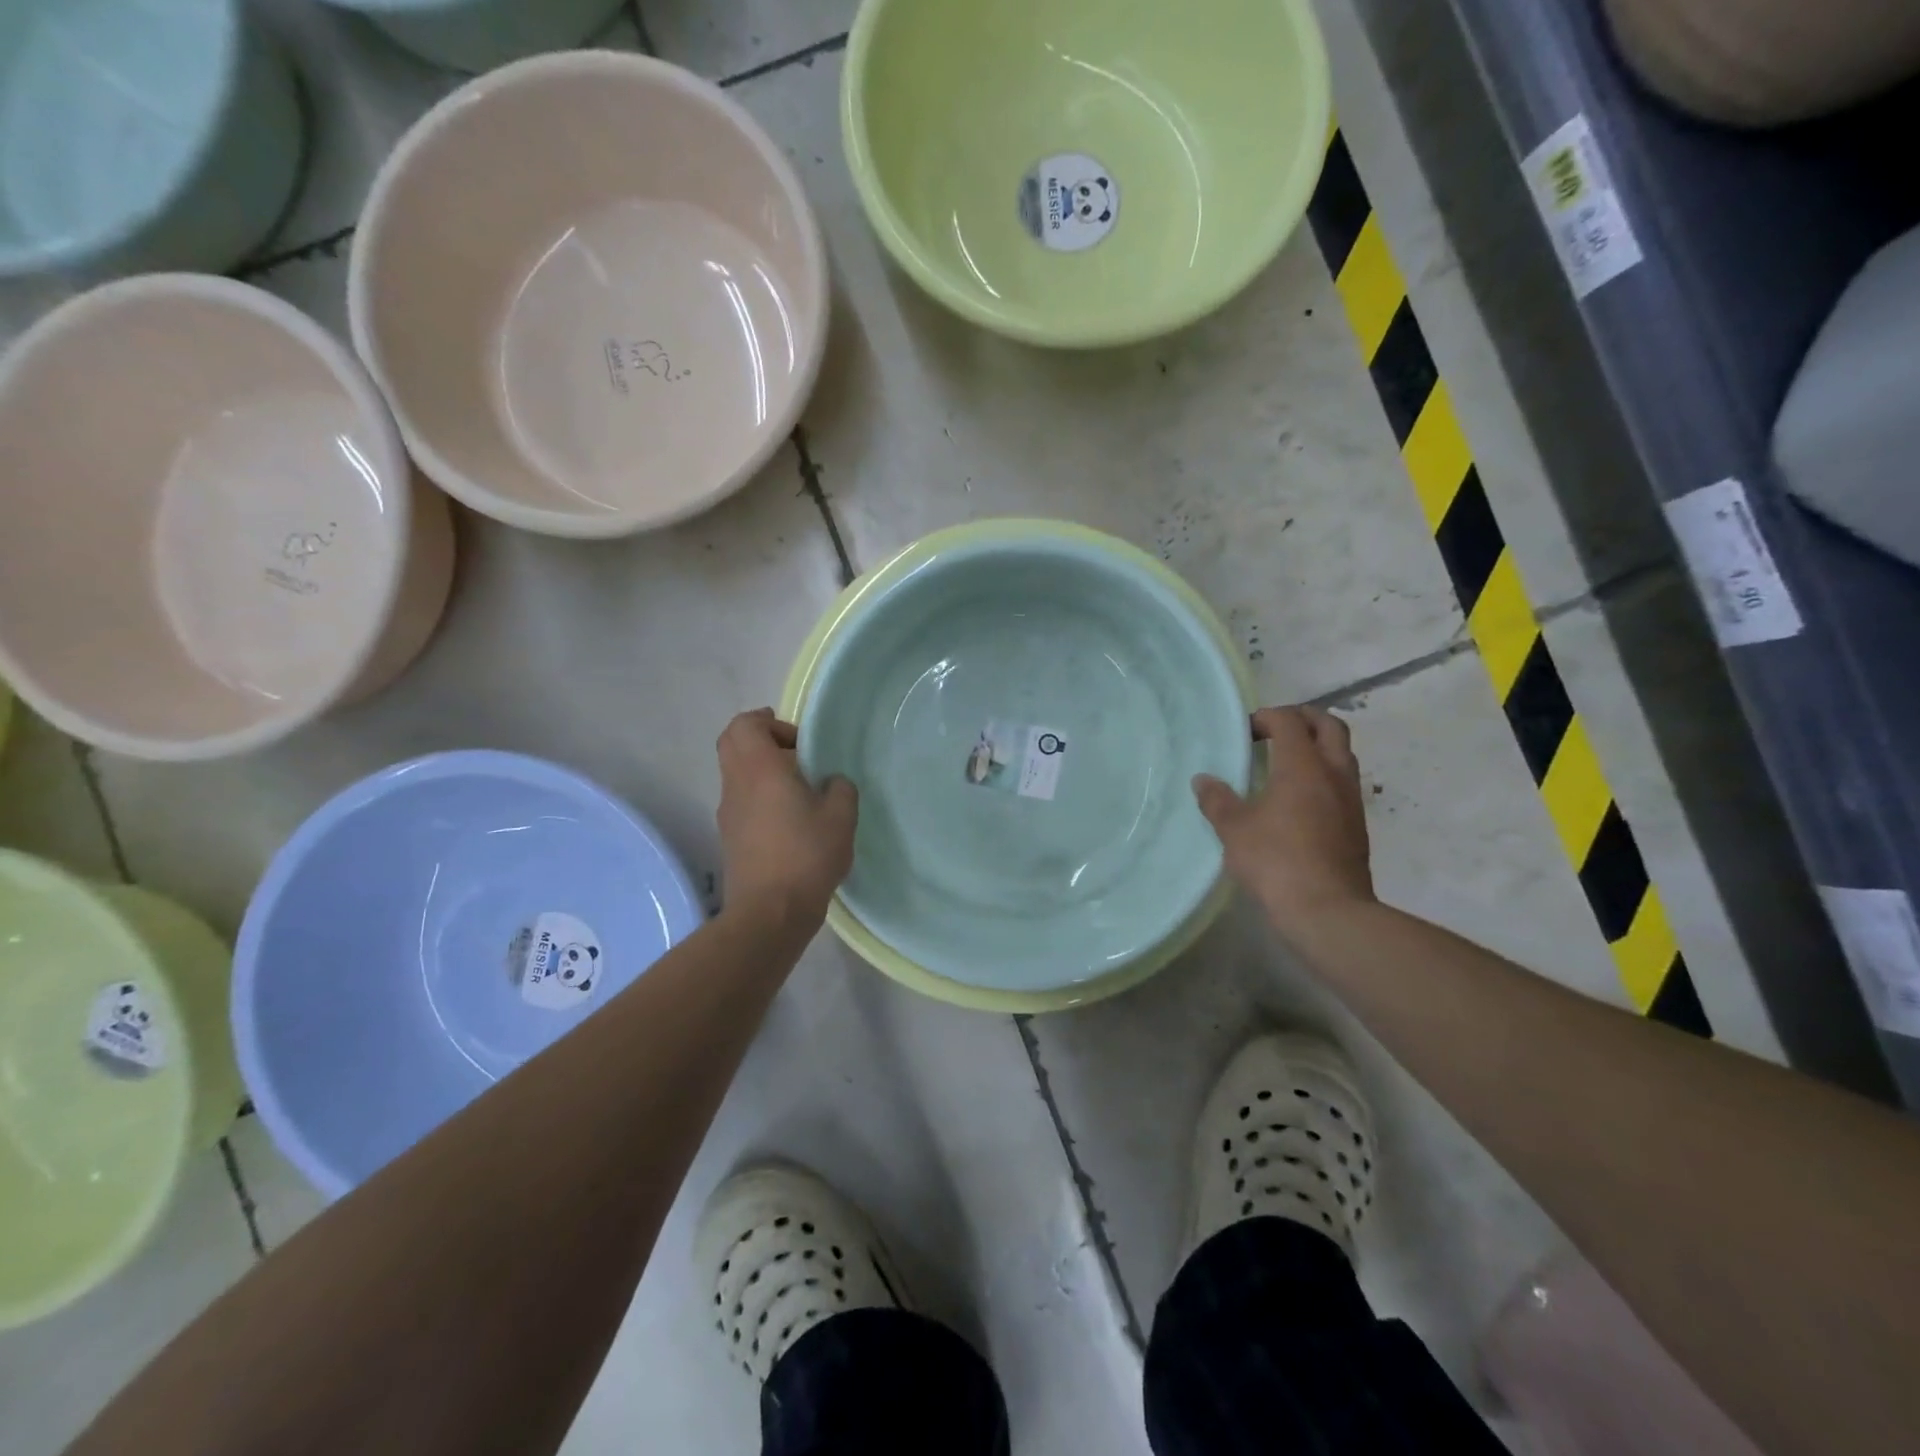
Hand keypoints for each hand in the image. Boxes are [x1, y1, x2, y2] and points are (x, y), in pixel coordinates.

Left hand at [716, 709, 857, 930]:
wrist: (769, 913)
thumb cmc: (806, 855)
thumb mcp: (841, 816)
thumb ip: (840, 788)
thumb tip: (830, 783)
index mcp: (759, 769)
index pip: (745, 724)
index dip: (769, 721)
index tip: (799, 740)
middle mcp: (736, 785)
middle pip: (733, 744)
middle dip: (762, 740)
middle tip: (797, 755)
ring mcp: (728, 813)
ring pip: (737, 774)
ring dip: (763, 771)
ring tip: (800, 791)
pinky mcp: (730, 838)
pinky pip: (742, 801)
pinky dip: (761, 797)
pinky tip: (791, 821)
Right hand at [1193, 706, 1375, 933]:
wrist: (1328, 911)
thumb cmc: (1276, 861)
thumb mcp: (1234, 829)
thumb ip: (1217, 800)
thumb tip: (1203, 780)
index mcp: (1303, 765)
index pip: (1290, 720)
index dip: (1266, 717)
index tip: (1245, 731)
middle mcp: (1333, 773)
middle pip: (1329, 726)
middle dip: (1303, 719)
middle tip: (1275, 730)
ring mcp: (1351, 799)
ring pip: (1342, 754)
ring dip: (1318, 747)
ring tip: (1286, 762)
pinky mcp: (1357, 825)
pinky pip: (1343, 783)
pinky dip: (1323, 775)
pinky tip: (1299, 799)